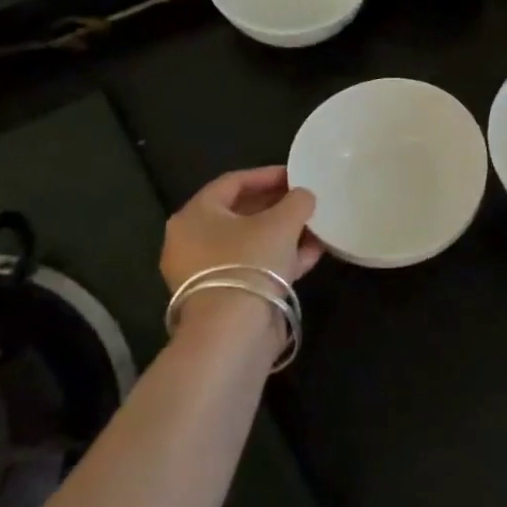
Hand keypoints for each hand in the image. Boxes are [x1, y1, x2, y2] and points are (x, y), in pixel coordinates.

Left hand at [160, 166, 323, 296]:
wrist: (232, 332)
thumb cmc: (250, 261)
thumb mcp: (282, 222)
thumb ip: (297, 200)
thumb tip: (304, 196)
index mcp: (195, 215)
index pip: (232, 182)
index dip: (267, 174)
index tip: (296, 175)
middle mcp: (191, 242)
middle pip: (239, 213)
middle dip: (277, 205)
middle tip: (305, 200)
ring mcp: (205, 273)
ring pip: (249, 243)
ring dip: (283, 233)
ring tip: (315, 227)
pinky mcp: (222, 297)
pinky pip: (253, 267)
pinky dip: (279, 258)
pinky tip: (311, 254)